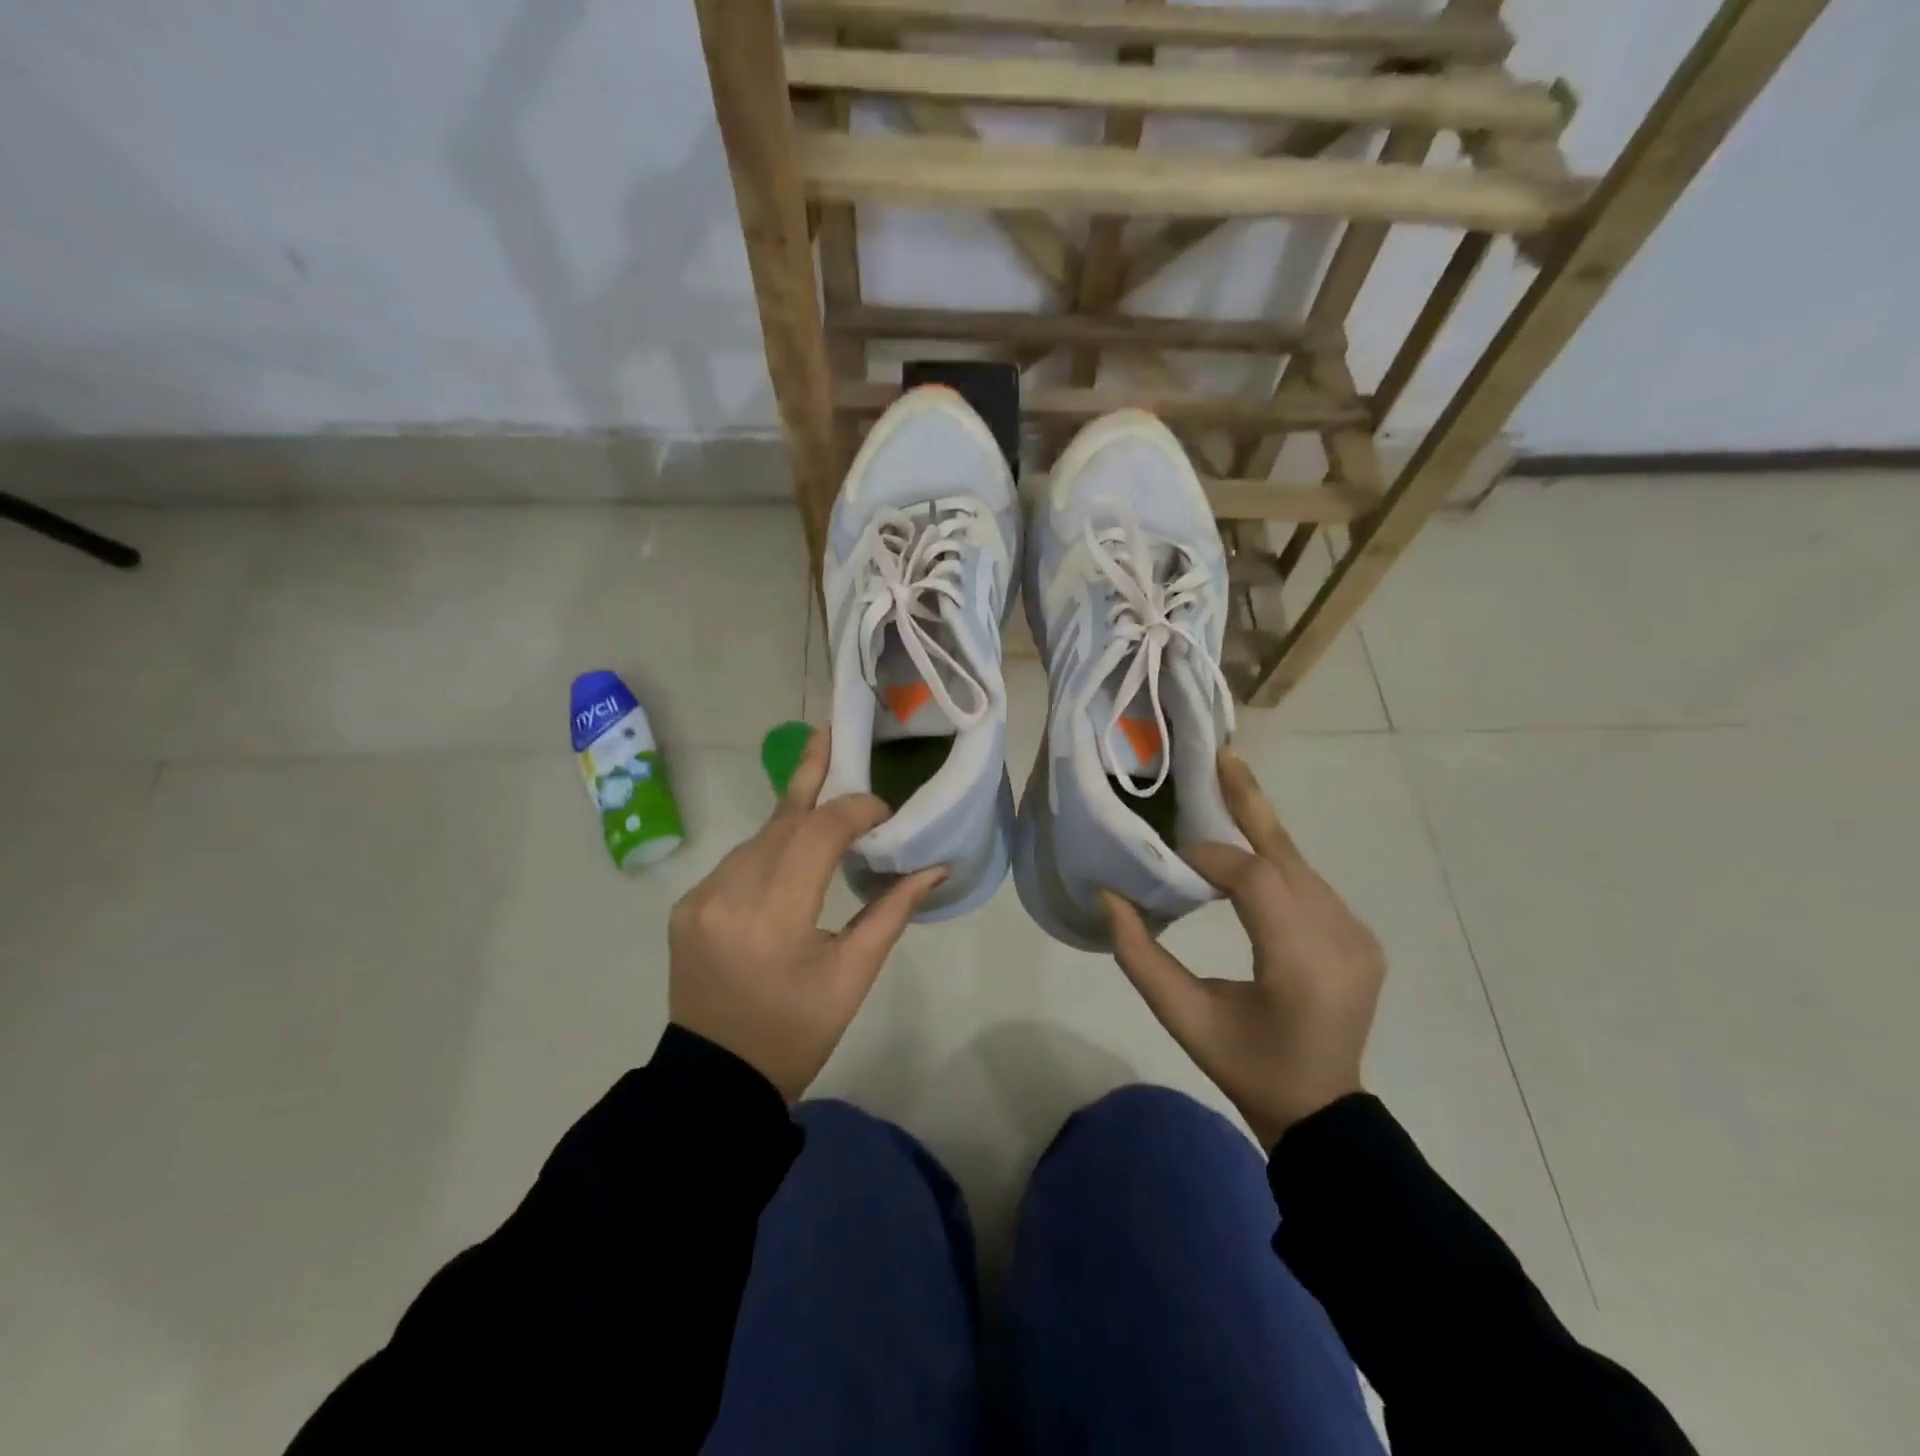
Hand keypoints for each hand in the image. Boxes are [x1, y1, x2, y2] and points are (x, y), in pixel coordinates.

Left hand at [668, 728, 945, 1100]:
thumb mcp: (853, 977)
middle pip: (782, 821)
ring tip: (826, 797)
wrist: (715, 1079)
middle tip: (834, 732)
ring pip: (758, 836)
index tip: (883, 812)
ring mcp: (701, 897)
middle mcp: (729, 894)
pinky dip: (769, 847)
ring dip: (794, 819)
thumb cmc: (796, 1032)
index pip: (817, 835)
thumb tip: (934, 866)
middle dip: (815, 780)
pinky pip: (737, 859)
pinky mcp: (687, 905)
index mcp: (775, 917)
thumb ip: (892, 912)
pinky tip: (790, 851)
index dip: (853, 809)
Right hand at [1103, 748, 1385, 1149]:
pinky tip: (1249, 853)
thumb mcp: (1184, 1018)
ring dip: (1259, 833)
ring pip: (1300, 865)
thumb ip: (1140, 956)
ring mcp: (1357, 935)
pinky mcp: (1360, 937)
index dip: (1210, 860)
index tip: (1173, 862)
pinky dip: (1276, 862)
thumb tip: (1109, 895)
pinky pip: (1310, 885)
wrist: (1322, 1112)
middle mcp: (1340, 937)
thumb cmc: (1247, 1067)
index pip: (1254, 881)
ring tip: (1226, 787)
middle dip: (1250, 803)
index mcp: (1299, 962)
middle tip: (1223, 756)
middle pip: (1287, 855)